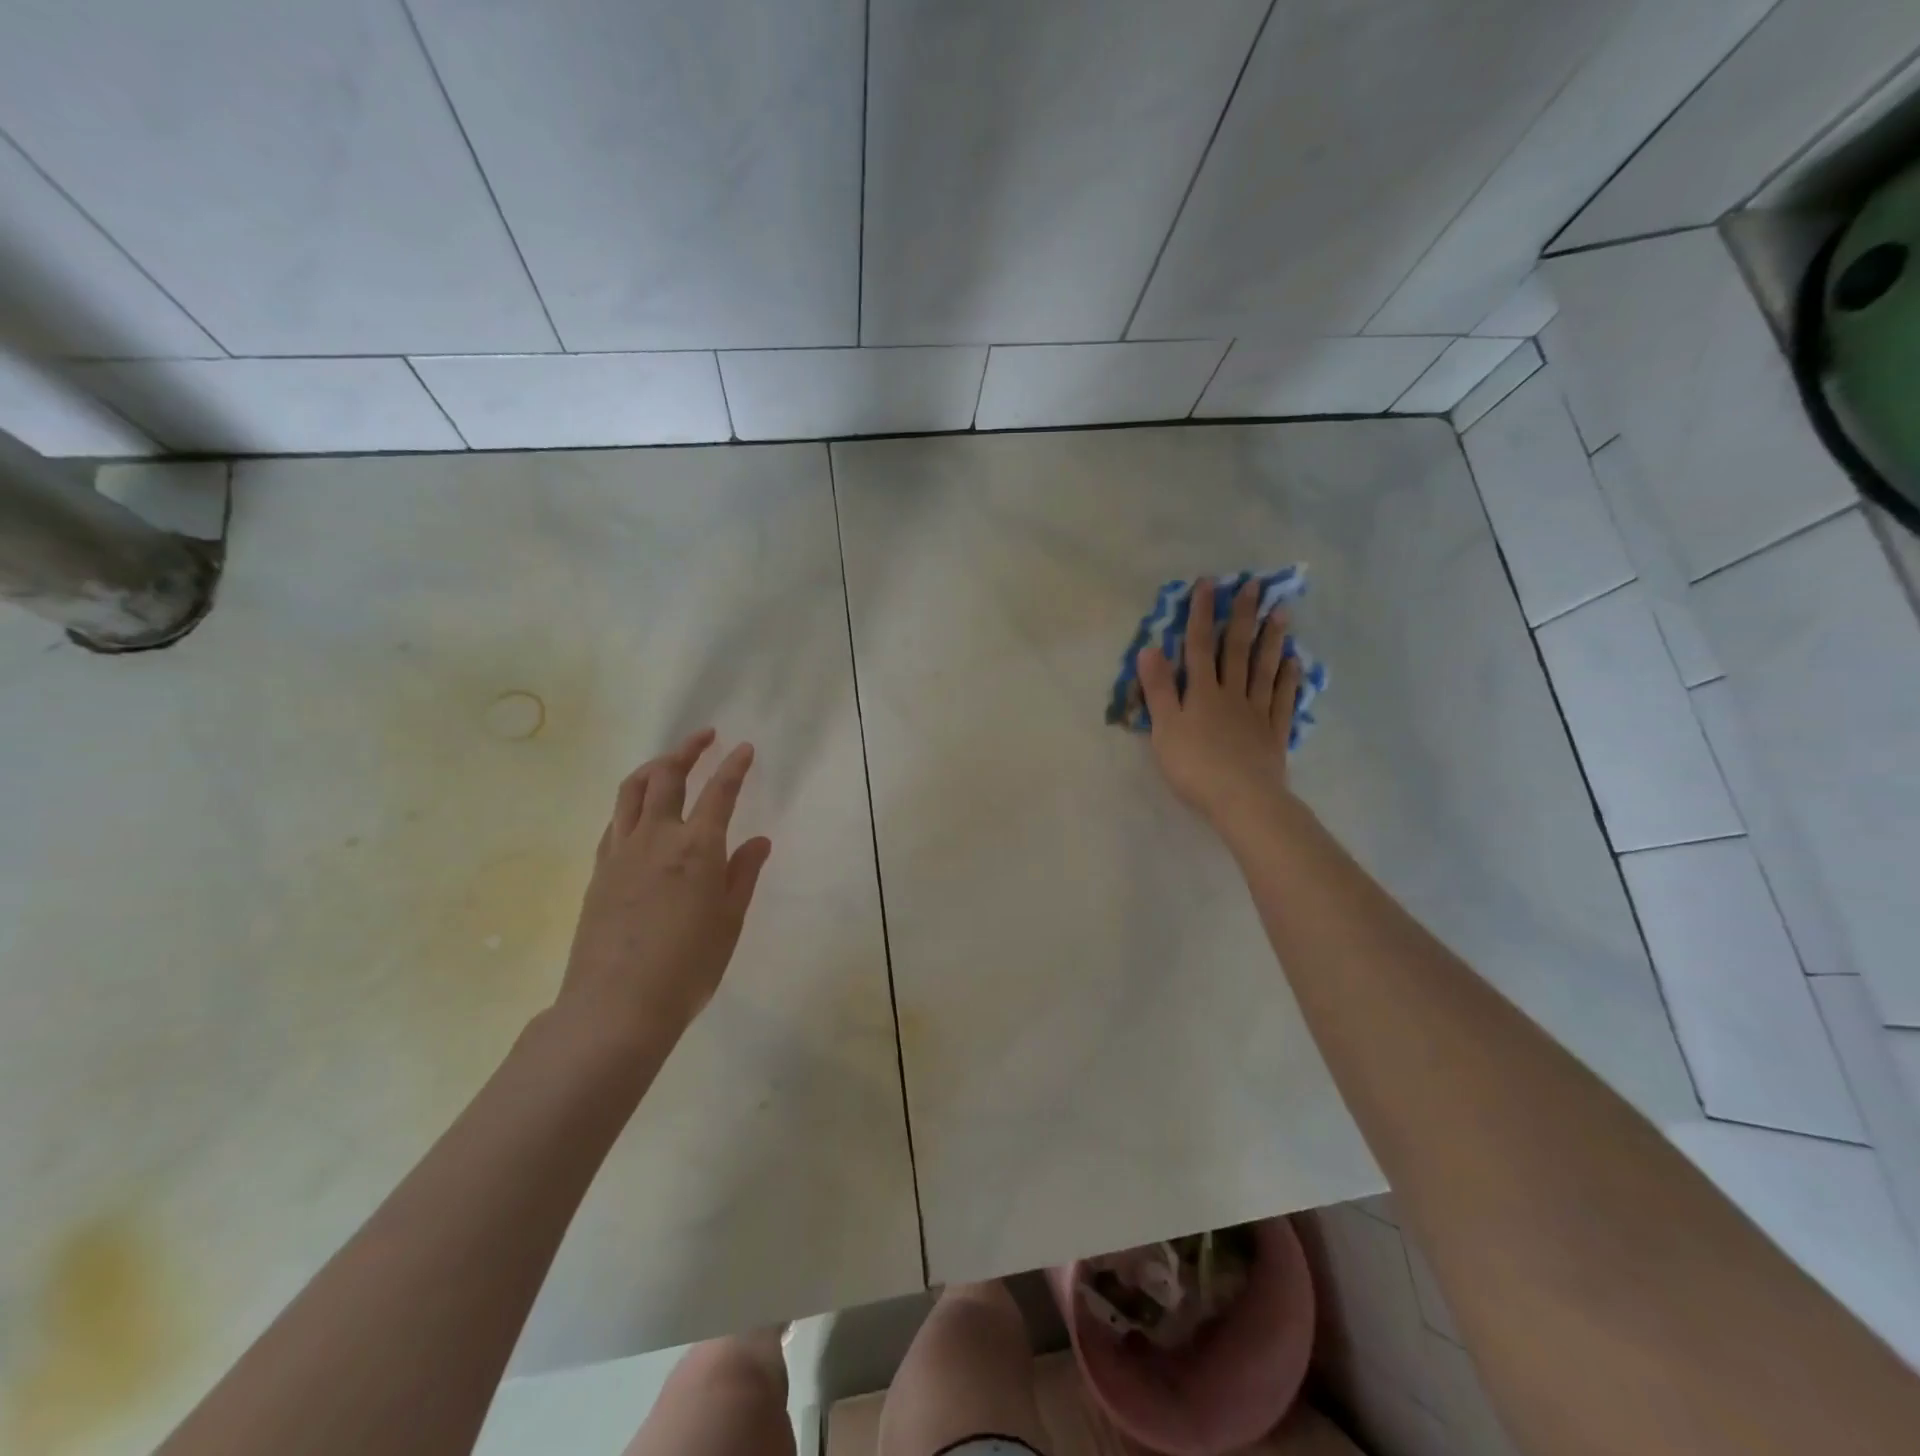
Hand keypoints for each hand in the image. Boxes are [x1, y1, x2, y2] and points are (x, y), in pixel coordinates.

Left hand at [557, 729, 773, 1048]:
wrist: (616, 1006)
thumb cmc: (687, 967)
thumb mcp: (729, 922)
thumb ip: (743, 875)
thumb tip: (758, 841)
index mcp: (697, 848)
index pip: (719, 792)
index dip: (734, 767)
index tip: (744, 748)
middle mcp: (656, 838)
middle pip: (667, 776)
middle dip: (687, 750)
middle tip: (705, 737)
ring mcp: (621, 852)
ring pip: (632, 791)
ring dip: (653, 767)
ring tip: (669, 762)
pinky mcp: (599, 870)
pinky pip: (615, 820)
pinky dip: (631, 803)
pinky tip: (639, 812)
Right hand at [1138, 577, 1303, 830]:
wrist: (1241, 799)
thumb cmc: (1194, 766)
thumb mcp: (1165, 728)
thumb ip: (1158, 689)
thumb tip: (1150, 649)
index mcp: (1201, 693)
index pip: (1199, 646)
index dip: (1202, 614)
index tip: (1208, 584)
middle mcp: (1231, 694)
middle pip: (1236, 650)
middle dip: (1242, 616)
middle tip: (1255, 586)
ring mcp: (1256, 712)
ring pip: (1264, 669)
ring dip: (1271, 639)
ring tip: (1281, 612)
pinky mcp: (1273, 732)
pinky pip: (1282, 699)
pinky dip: (1287, 678)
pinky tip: (1293, 661)